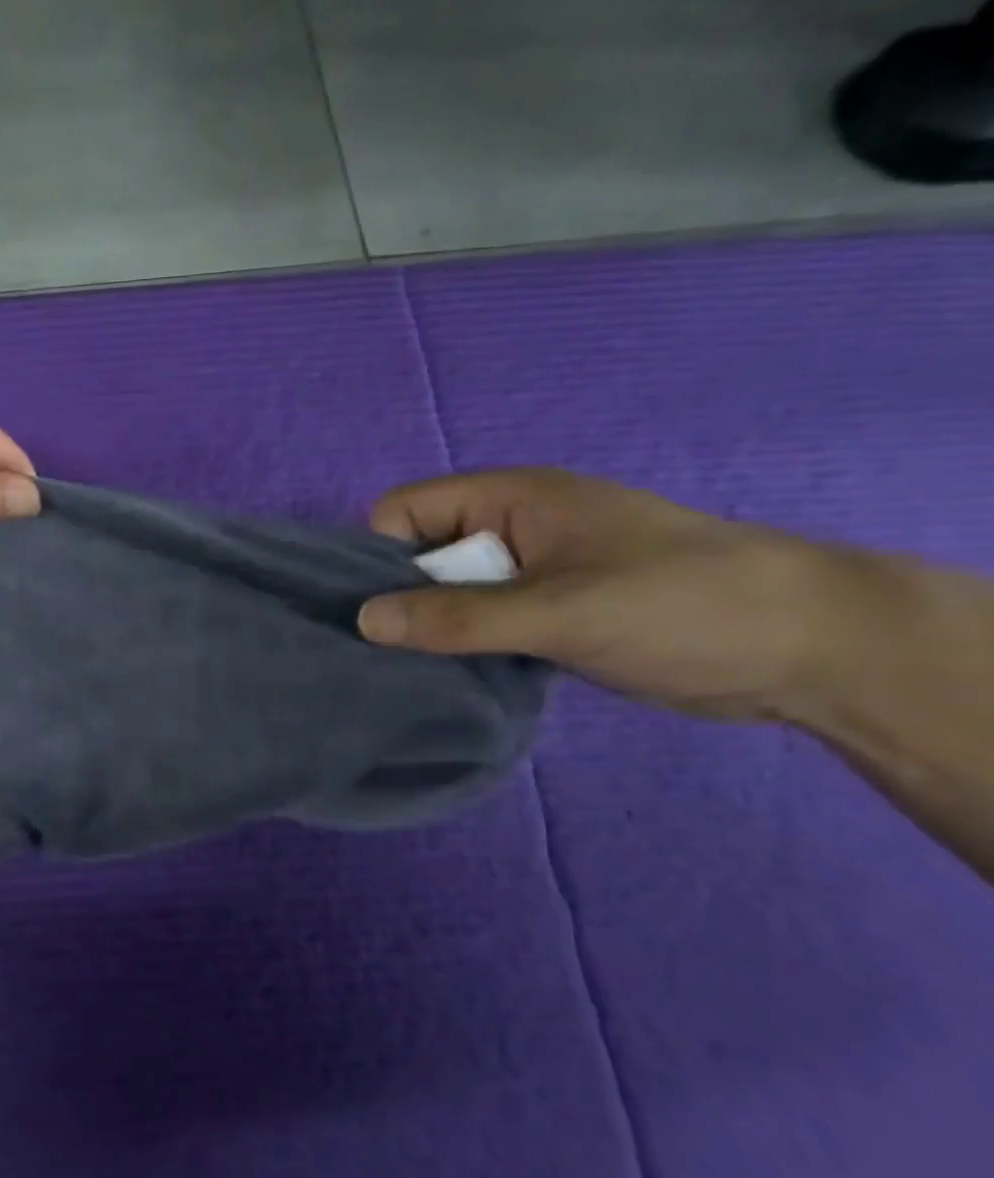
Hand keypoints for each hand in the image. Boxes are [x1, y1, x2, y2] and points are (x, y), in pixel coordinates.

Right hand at [355, 468, 872, 719]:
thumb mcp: (560, 610)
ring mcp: (531, 573)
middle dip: (404, 599)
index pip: (404, 511)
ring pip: (449, 595)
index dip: (380, 554)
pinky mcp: (549, 614)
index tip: (381, 610)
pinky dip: (466, 648)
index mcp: (509, 499)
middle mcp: (511, 528)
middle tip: (392, 653)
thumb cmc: (681, 606)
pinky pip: (481, 623)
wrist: (813, 651)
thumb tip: (363, 621)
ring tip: (422, 673)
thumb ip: (457, 617)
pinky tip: (459, 678)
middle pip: (420, 554)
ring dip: (435, 630)